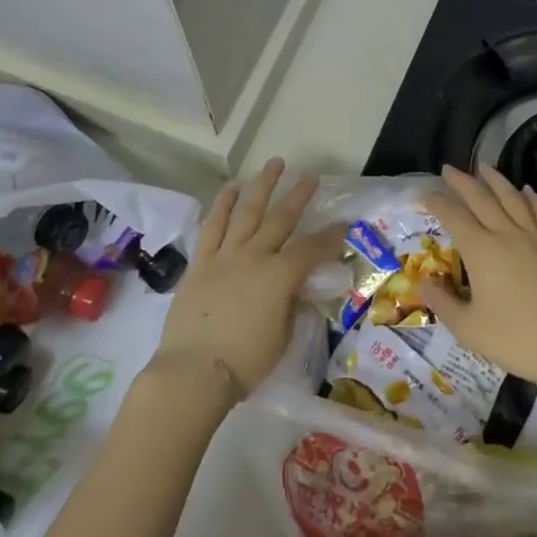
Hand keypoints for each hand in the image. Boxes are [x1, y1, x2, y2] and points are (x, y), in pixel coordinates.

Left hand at [151, 159, 331, 396]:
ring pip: (247, 211)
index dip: (331, 236)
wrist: (193, 372)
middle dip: (298, 195)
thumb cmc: (245, 362)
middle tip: (310, 175)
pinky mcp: (200, 262)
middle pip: (281, 218)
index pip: (312, 248)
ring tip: (274, 164)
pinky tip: (232, 187)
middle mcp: (255, 256)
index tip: (343, 223)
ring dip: (262, 185)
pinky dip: (223, 204)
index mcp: (280, 276)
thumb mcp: (283, 337)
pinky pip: (213, 226)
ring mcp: (225, 255)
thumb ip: (292, 306)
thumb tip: (297, 289)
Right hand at [420, 164, 536, 389]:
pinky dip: (532, 199)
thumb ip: (443, 304)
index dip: (438, 204)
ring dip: (496, 180)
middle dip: (463, 182)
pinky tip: (527, 191)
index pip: (454, 218)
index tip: (426, 194)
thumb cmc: (516, 341)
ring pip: (513, 199)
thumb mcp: (468, 329)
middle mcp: (507, 236)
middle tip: (449, 168)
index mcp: (481, 251)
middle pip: (482, 199)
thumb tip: (424, 282)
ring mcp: (536, 240)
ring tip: (484, 167)